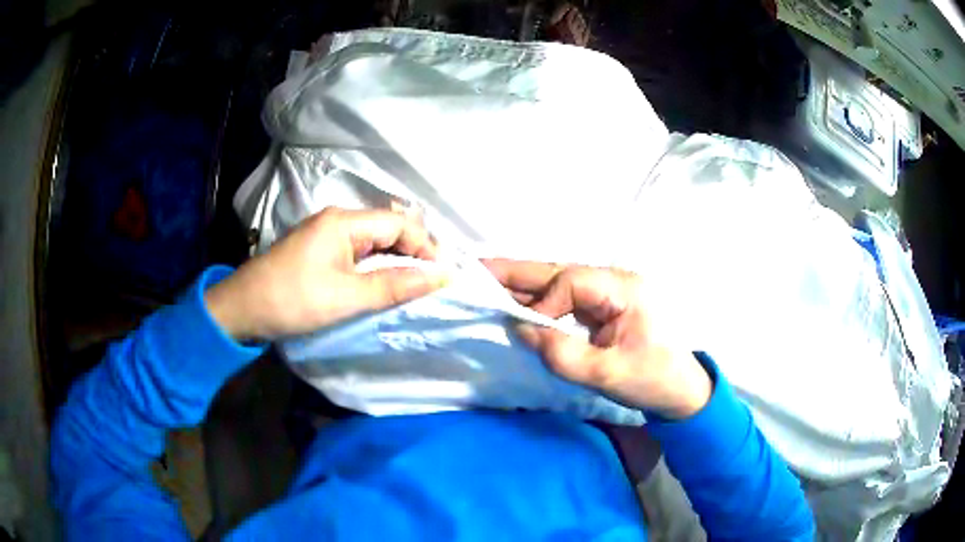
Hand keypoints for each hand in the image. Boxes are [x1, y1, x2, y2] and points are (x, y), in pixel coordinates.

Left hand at [205, 208, 447, 340]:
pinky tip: (383, 283)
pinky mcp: (320, 249)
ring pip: (374, 240)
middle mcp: (337, 219)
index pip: (399, 224)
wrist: (244, 309)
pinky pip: (358, 251)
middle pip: (388, 228)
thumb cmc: (294, 300)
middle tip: (431, 283)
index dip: (425, 247)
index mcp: (344, 222)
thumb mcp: (347, 297)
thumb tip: (441, 277)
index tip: (442, 277)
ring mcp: (327, 233)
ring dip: (396, 260)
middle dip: (413, 253)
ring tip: (414, 286)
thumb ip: (395, 285)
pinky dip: (376, 266)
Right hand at [484, 259, 711, 418]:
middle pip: (560, 271)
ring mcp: (609, 294)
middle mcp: (615, 282)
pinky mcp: (603, 310)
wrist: (682, 392)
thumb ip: (562, 354)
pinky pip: (565, 301)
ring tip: (487, 280)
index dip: (543, 302)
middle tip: (478, 267)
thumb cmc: (654, 380)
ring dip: (526, 285)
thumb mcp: (608, 374)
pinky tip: (516, 302)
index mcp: (624, 288)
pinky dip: (539, 303)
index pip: (572, 282)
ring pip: (560, 284)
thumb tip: (522, 330)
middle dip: (519, 272)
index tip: (526, 329)